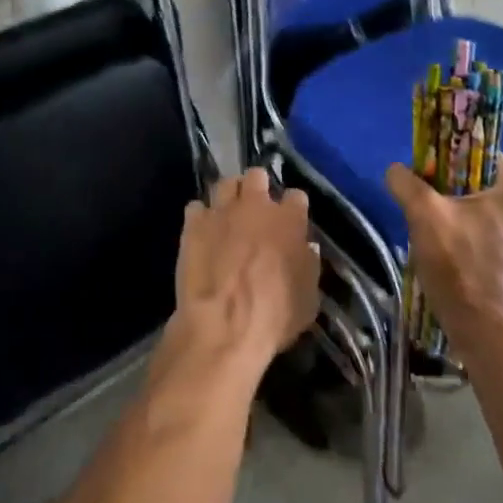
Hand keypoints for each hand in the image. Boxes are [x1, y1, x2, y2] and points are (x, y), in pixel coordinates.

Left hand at [168, 167, 320, 376]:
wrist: (224, 325)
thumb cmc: (274, 317)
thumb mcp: (308, 299)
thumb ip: (308, 266)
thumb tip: (306, 249)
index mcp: (289, 220)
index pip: (296, 196)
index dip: (293, 207)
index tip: (292, 219)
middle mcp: (256, 206)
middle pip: (257, 177)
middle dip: (258, 187)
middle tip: (256, 208)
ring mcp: (222, 211)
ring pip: (225, 184)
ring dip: (228, 195)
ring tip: (227, 212)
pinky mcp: (194, 224)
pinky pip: (196, 207)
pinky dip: (200, 216)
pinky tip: (202, 231)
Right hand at [386, 156, 502, 351]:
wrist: (485, 333)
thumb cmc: (460, 265)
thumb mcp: (424, 215)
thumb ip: (406, 182)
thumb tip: (395, 170)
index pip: (478, 151)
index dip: (447, 156)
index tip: (425, 172)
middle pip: (479, 180)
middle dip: (449, 187)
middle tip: (425, 201)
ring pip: (482, 206)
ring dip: (457, 211)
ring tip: (433, 226)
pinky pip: (489, 229)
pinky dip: (468, 231)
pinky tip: (449, 246)